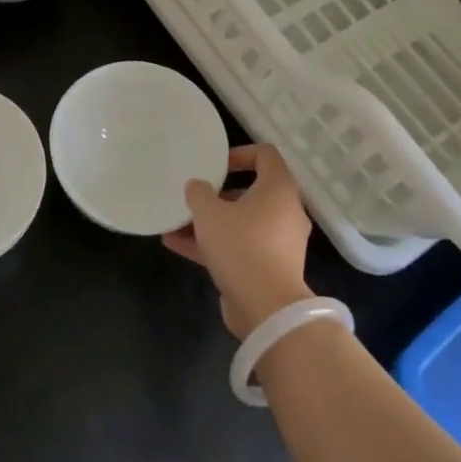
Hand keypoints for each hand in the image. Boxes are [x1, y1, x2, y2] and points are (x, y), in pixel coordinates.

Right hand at [163, 144, 312, 338]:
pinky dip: (213, 245)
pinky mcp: (268, 268)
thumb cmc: (241, 246)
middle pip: (251, 192)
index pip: (265, 155)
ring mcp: (278, 242)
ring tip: (176, 222)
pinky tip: (176, 245)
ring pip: (241, 223)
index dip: (239, 153)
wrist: (267, 308)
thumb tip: (197, 186)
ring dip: (210, 222)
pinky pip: (239, 247)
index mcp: (279, 189)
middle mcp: (285, 212)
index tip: (214, 165)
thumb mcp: (210, 213)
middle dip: (218, 194)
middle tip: (194, 196)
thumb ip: (199, 193)